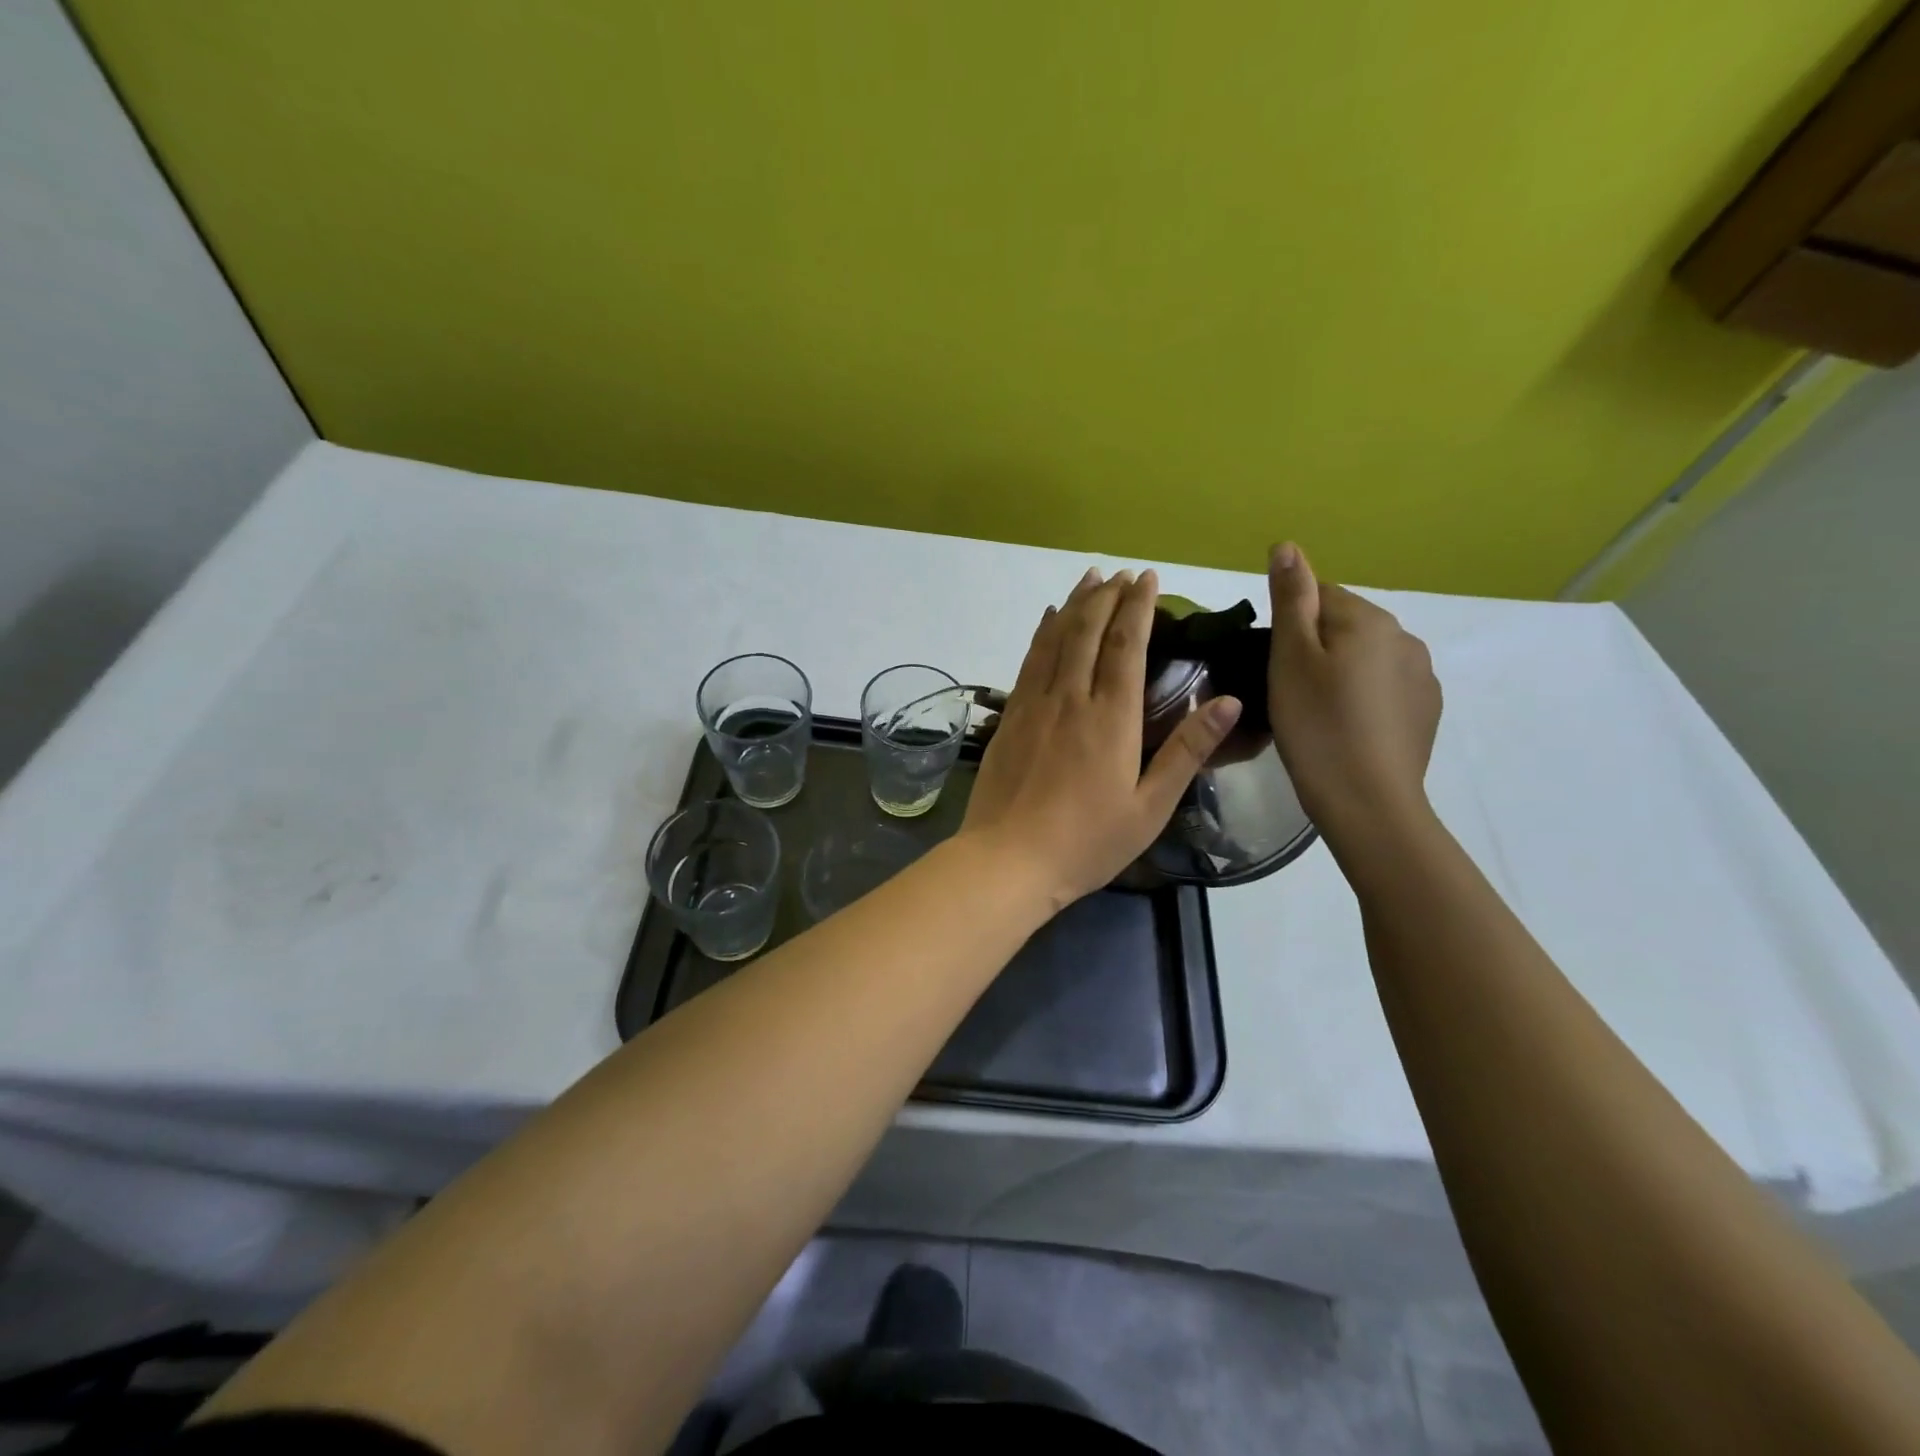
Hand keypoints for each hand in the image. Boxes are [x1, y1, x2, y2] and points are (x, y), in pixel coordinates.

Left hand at [961, 567, 1243, 911]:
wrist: (1008, 859)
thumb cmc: (1087, 841)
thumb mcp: (1150, 806)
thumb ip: (1186, 751)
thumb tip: (1229, 702)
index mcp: (1111, 717)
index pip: (1127, 645)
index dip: (1138, 607)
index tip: (1147, 579)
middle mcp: (1071, 697)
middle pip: (1089, 631)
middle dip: (1108, 596)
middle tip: (1122, 573)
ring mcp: (1034, 704)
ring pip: (1056, 638)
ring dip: (1074, 604)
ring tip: (1089, 578)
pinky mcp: (1010, 717)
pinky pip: (1029, 660)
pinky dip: (1042, 633)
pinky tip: (1048, 620)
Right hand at [1266, 542, 1441, 845]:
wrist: (1367, 801)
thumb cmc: (1316, 725)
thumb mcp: (1290, 659)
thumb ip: (1291, 599)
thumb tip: (1287, 545)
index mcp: (1368, 619)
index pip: (1319, 596)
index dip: (1289, 626)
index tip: (1272, 664)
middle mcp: (1405, 637)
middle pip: (1345, 625)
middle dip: (1316, 647)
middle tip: (1288, 692)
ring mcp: (1423, 675)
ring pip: (1366, 658)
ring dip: (1341, 672)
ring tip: (1316, 714)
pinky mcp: (1426, 710)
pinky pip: (1385, 687)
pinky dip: (1363, 698)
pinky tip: (1346, 729)